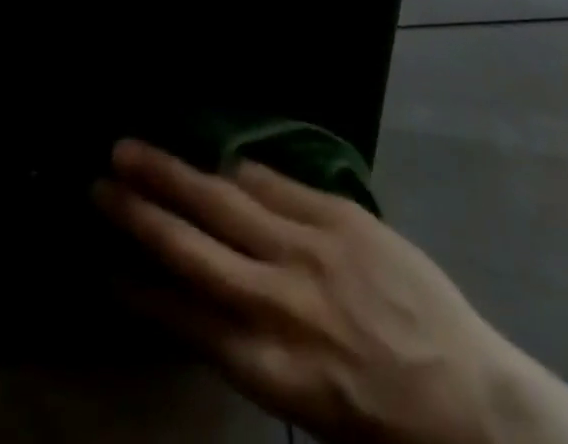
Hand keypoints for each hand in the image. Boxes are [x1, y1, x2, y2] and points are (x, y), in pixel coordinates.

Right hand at [95, 140, 510, 443]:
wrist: (470, 395)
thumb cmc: (383, 420)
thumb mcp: (304, 407)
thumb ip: (248, 344)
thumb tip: (198, 295)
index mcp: (267, 365)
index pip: (182, 316)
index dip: (137, 287)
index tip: (102, 263)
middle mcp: (278, 301)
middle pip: (191, 247)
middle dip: (139, 214)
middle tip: (97, 186)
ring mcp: (309, 248)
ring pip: (224, 201)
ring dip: (173, 175)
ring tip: (131, 150)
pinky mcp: (338, 216)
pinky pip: (275, 184)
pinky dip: (239, 173)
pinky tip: (215, 162)